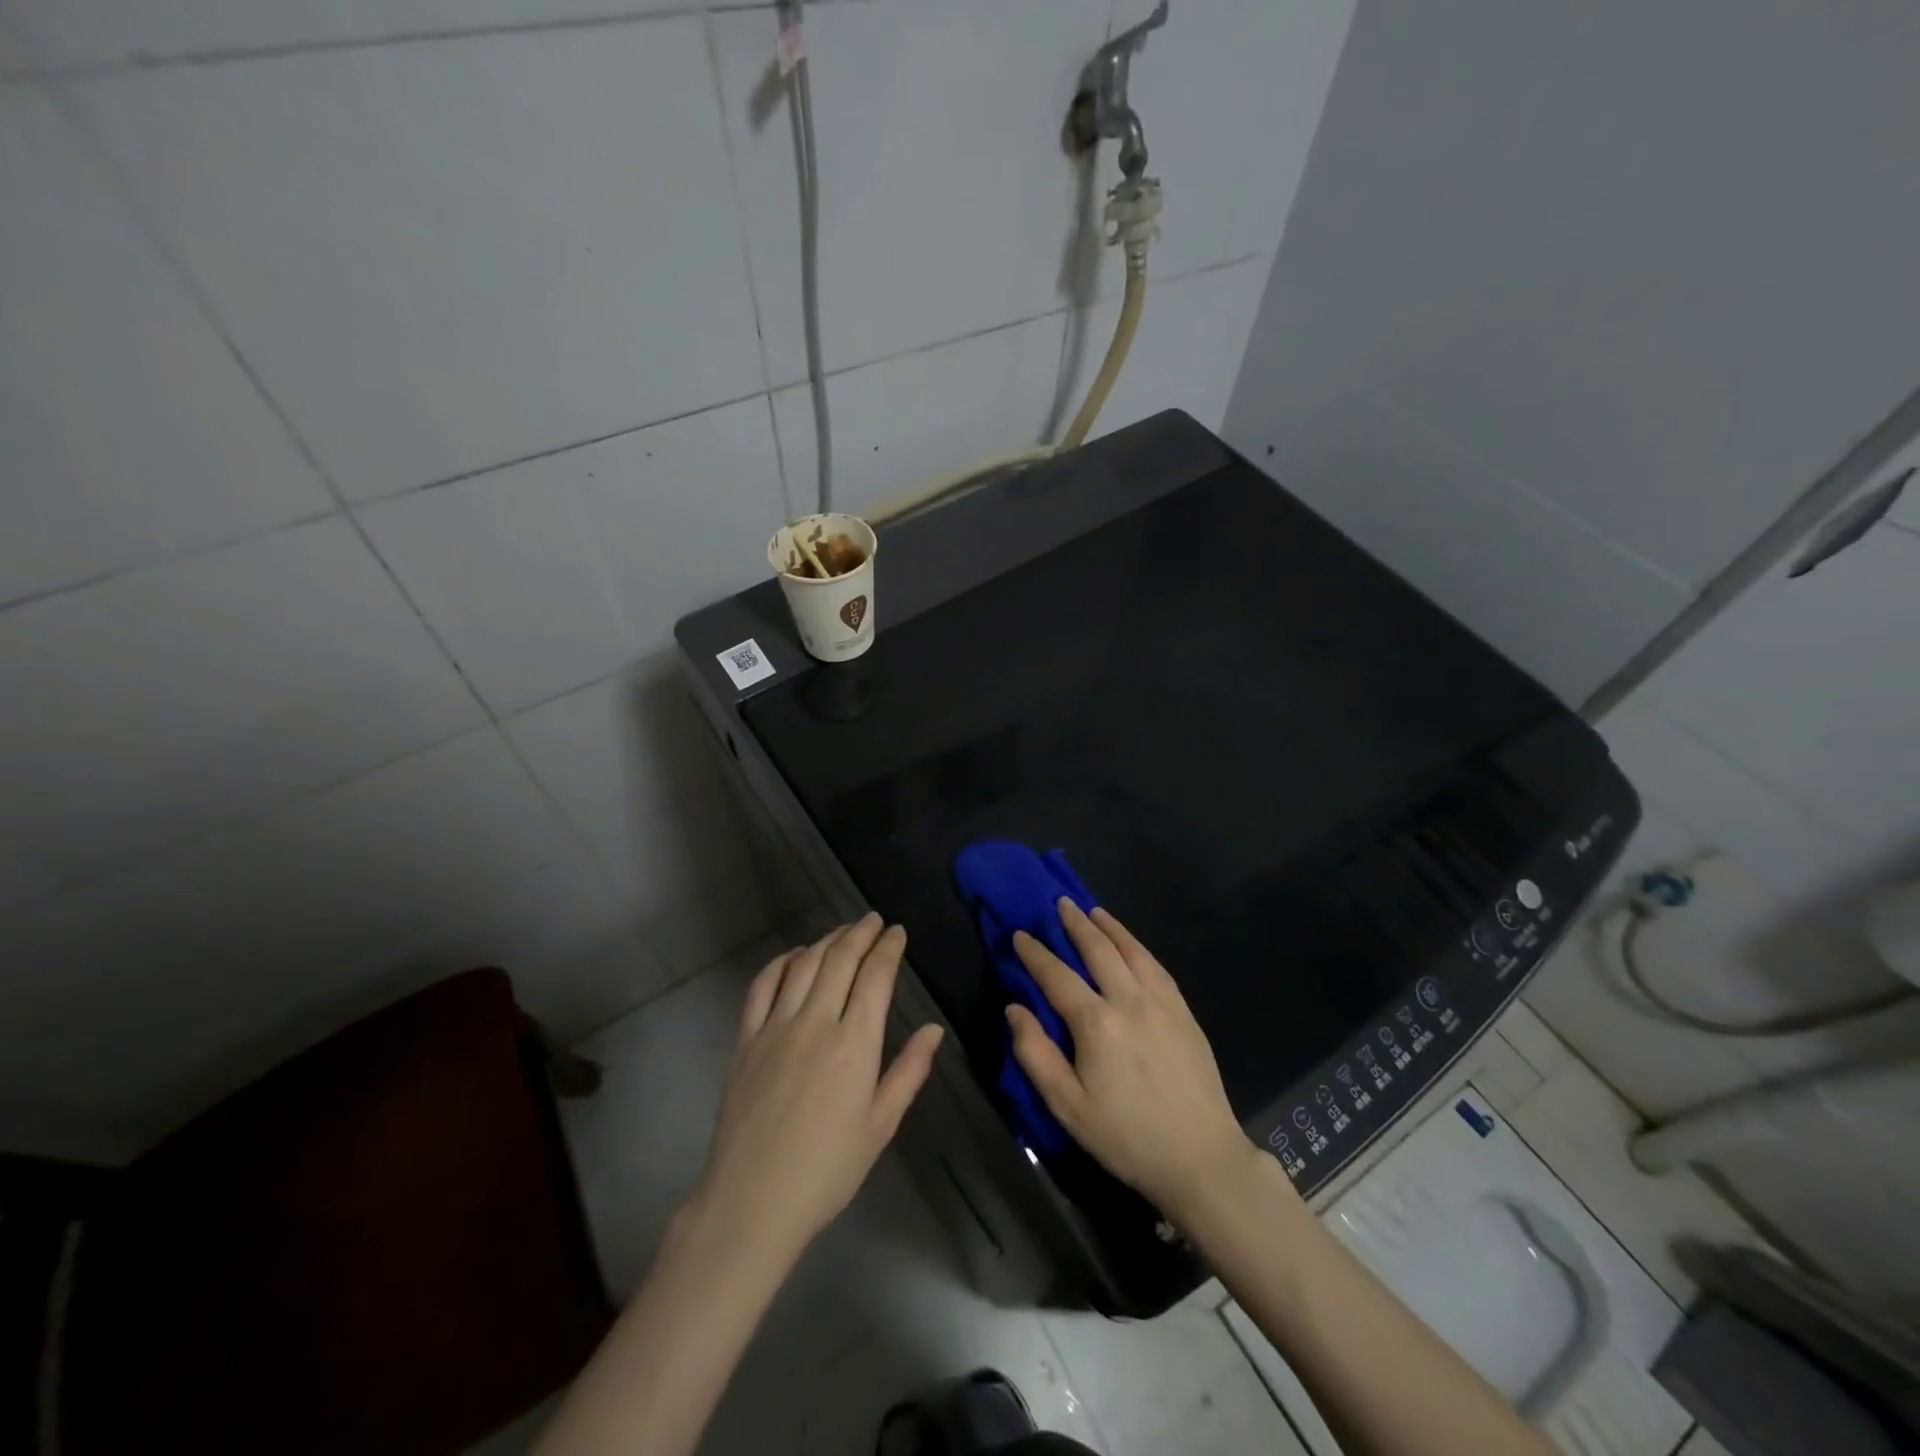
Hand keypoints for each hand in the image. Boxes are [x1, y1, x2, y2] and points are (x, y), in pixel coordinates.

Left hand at [689, 915, 943, 1263]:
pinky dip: (781, 962)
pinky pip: (763, 985)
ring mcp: (776, 1027)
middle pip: (840, 959)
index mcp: (854, 1044)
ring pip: (804, 964)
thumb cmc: (826, 1170)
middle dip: (861, 932)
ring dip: (827, 940)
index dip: (889, 947)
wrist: (752, 1202)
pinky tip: (795, 956)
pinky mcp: (746, 1039)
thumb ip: (908, 1072)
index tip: (897, 931)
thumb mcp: (880, 1126)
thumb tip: (933, 1029)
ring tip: (843, 931)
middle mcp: (816, 1022)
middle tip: (874, 920)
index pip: (876, 975)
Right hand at [1008, 900, 1258, 1216]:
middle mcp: (1129, 1000)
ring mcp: (1161, 1002)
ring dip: (1109, 927)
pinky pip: (1156, 966)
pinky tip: (1131, 944)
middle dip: (1075, 924)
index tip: (1020, 935)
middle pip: (1098, 950)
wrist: (1201, 1158)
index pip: (1057, 976)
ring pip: (1131, 950)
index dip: (1035, 953)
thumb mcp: (1068, 1107)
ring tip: (1092, 911)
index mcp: (1096, 1023)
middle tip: (1060, 903)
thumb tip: (1015, 1008)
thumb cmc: (1127, 1137)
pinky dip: (1138, 946)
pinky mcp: (1184, 1012)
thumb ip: (1035, 1054)